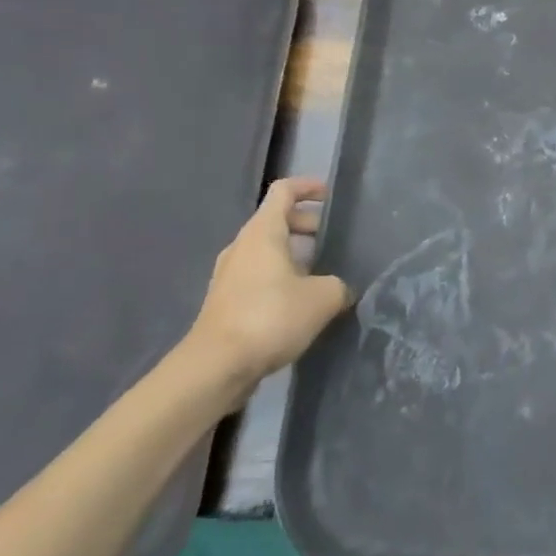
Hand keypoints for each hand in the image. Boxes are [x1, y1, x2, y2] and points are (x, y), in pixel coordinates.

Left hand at [184, 178, 350, 400]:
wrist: (215, 368)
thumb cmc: (270, 317)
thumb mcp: (322, 297)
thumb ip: (338, 285)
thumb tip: (340, 289)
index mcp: (263, 232)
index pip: (283, 191)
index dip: (308, 187)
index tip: (330, 196)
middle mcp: (242, 246)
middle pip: (275, 221)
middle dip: (306, 225)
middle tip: (332, 240)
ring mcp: (229, 275)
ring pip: (266, 251)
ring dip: (293, 255)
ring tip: (321, 273)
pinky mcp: (225, 303)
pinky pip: (258, 276)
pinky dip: (280, 278)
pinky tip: (300, 303)